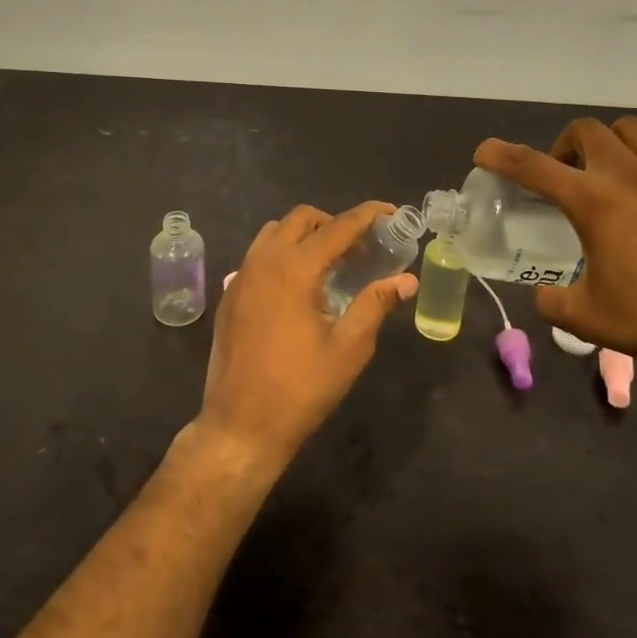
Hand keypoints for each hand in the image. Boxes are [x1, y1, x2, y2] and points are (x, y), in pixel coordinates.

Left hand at [197, 202, 417, 471]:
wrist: (241, 426)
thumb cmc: (301, 388)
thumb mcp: (349, 348)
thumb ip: (376, 304)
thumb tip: (406, 280)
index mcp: (295, 268)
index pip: (338, 227)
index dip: (367, 215)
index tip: (390, 212)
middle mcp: (264, 260)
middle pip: (301, 219)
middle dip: (333, 223)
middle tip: (359, 248)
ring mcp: (241, 276)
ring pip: (274, 232)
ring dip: (304, 235)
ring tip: (328, 264)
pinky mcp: (230, 294)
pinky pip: (257, 256)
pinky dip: (281, 254)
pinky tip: (297, 288)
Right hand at [475, 119, 636, 373]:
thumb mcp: (588, 319)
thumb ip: (554, 302)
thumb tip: (544, 296)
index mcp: (592, 201)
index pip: (531, 166)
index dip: (500, 155)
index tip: (484, 152)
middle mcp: (628, 173)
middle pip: (585, 130)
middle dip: (566, 146)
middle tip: (569, 176)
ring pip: (635, 128)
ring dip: (616, 142)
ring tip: (617, 168)